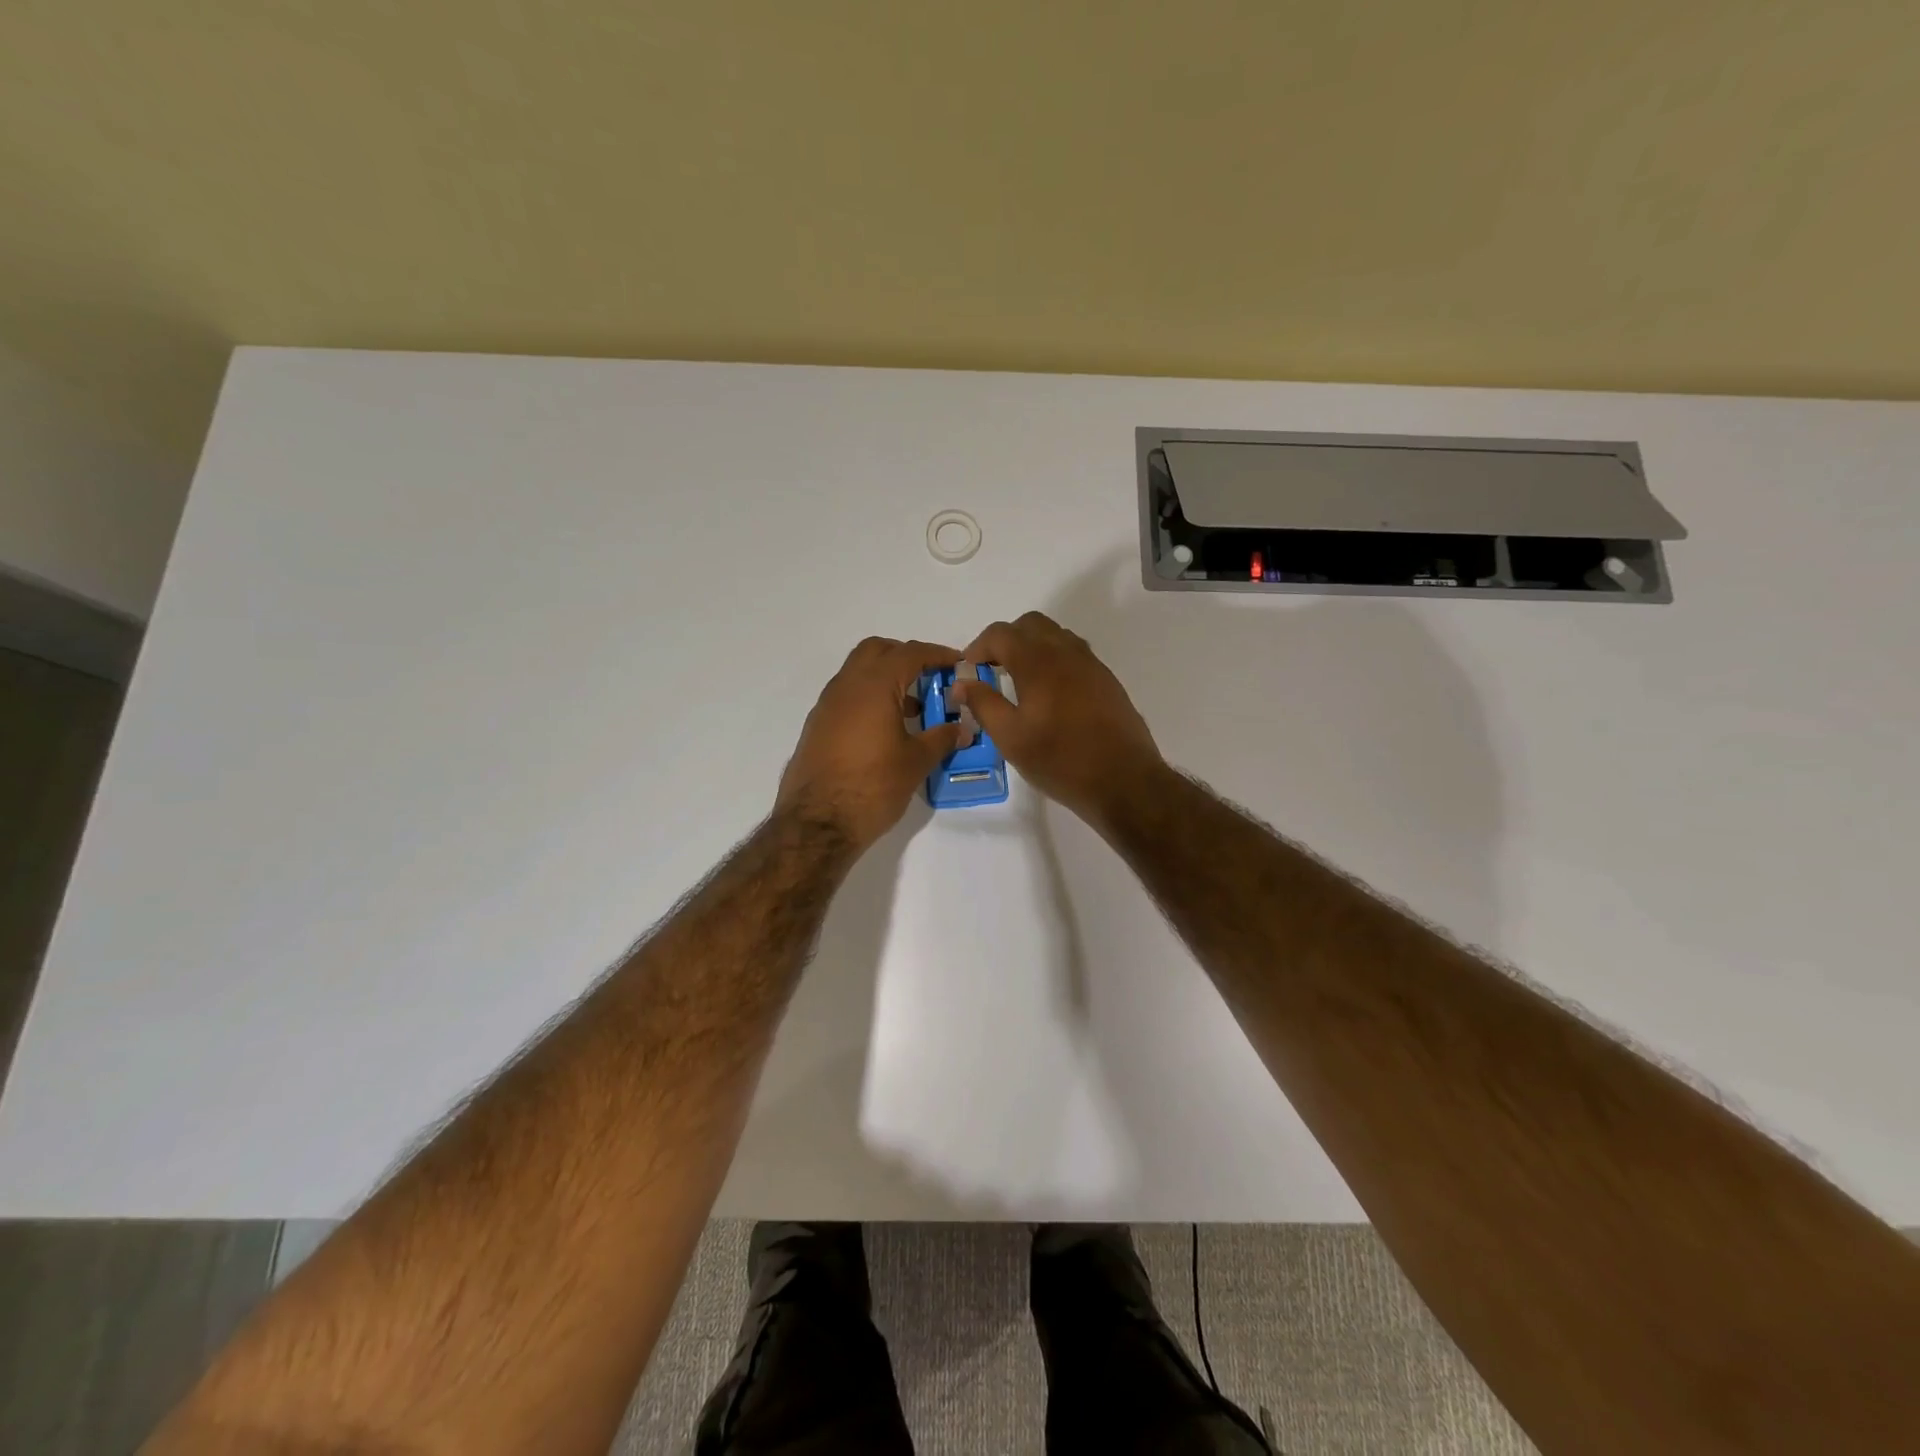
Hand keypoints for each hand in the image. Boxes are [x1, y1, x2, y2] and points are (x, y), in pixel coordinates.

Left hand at [776, 637, 965, 850]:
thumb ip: (941, 738)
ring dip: (885, 679)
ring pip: (858, 673)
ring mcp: (827, 705)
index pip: (909, 653)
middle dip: (905, 656)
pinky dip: (869, 699)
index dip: (937, 654)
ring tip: (912, 709)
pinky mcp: (817, 726)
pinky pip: (847, 696)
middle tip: (930, 677)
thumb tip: (962, 729)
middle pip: (877, 651)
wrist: (817, 823)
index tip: (957, 663)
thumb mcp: (916, 762)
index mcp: (874, 686)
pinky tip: (885, 730)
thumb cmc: (873, 786)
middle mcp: (846, 686)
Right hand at [950, 611, 1162, 827]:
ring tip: (1018, 680)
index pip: (1001, 634)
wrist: (1124, 780)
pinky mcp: (1106, 679)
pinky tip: (1048, 694)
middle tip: (992, 669)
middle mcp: (1066, 652)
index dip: (978, 646)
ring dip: (1031, 646)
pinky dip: (1053, 659)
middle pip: (1030, 625)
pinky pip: (1074, 653)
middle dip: (1006, 640)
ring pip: (1055, 636)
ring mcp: (1091, 664)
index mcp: (1038, 662)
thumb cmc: (1060, 760)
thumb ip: (983, 704)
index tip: (968, 669)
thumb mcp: (1011, 738)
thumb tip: (962, 682)